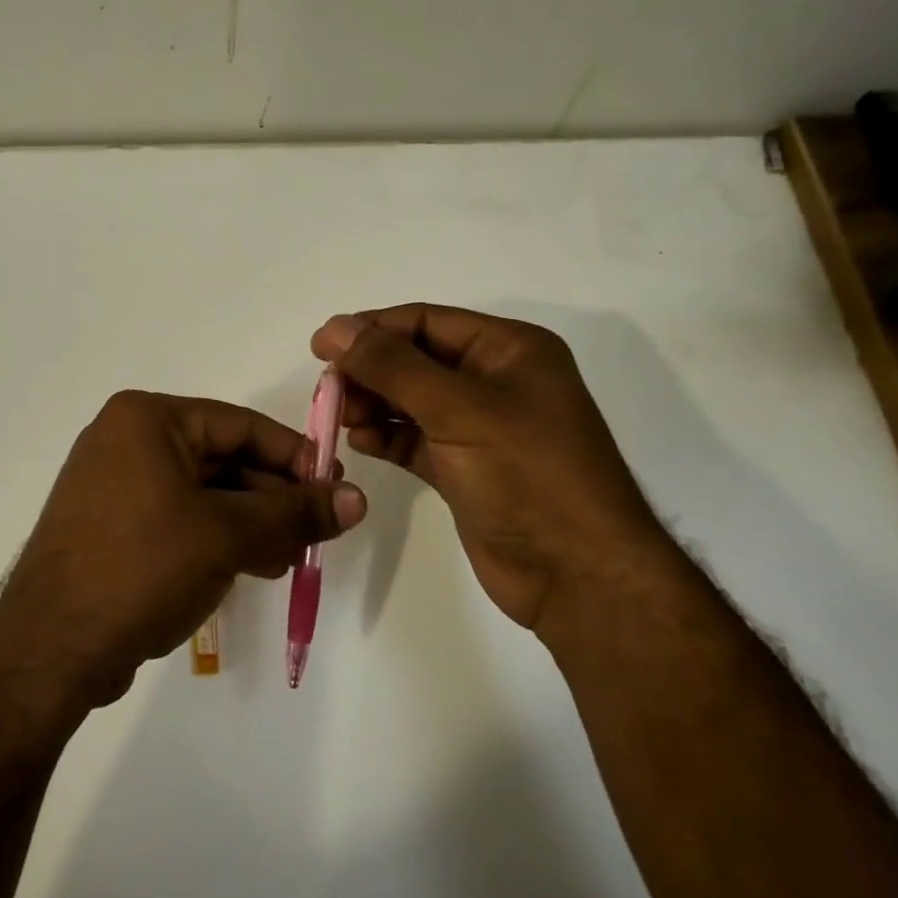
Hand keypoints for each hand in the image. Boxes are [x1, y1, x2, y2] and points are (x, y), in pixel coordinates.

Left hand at [0, 390, 366, 709]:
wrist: (50, 649)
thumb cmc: (142, 568)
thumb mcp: (227, 534)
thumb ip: (295, 513)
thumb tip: (357, 499)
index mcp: (147, 420)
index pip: (240, 425)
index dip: (294, 456)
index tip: (334, 490)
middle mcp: (126, 440)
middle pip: (223, 458)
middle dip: (273, 498)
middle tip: (317, 532)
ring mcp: (114, 484)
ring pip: (203, 492)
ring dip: (251, 523)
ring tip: (290, 559)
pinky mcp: (111, 526)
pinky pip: (178, 517)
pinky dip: (217, 538)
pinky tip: (253, 567)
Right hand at [311, 305, 669, 631]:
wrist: (577, 575)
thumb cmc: (526, 475)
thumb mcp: (458, 409)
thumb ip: (392, 366)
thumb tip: (335, 326)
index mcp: (509, 350)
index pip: (427, 322)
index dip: (371, 329)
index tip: (320, 346)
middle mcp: (495, 381)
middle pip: (415, 360)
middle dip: (369, 371)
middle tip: (327, 392)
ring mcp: (480, 427)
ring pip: (411, 401)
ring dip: (373, 405)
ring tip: (341, 419)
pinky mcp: (465, 468)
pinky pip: (415, 440)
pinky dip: (387, 438)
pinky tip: (360, 442)